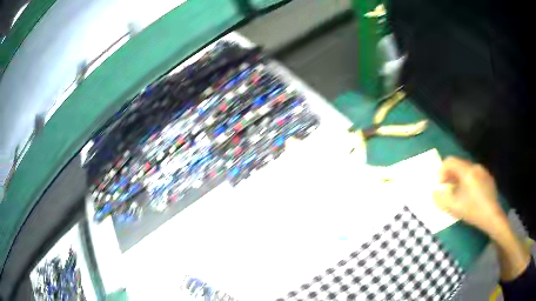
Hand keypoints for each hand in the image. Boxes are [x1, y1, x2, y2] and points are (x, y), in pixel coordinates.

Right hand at [433, 157, 507, 238]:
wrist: (492, 217)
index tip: (440, 184)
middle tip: (447, 189)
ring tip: (458, 194)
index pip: (450, 161)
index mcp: (467, 171)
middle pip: (459, 165)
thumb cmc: (473, 210)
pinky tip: (470, 196)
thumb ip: (441, 199)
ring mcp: (483, 172)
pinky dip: (469, 182)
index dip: (442, 171)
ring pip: (467, 170)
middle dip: (450, 176)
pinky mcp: (488, 179)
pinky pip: (475, 175)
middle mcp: (475, 167)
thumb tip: (434, 192)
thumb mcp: (454, 207)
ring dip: (459, 179)